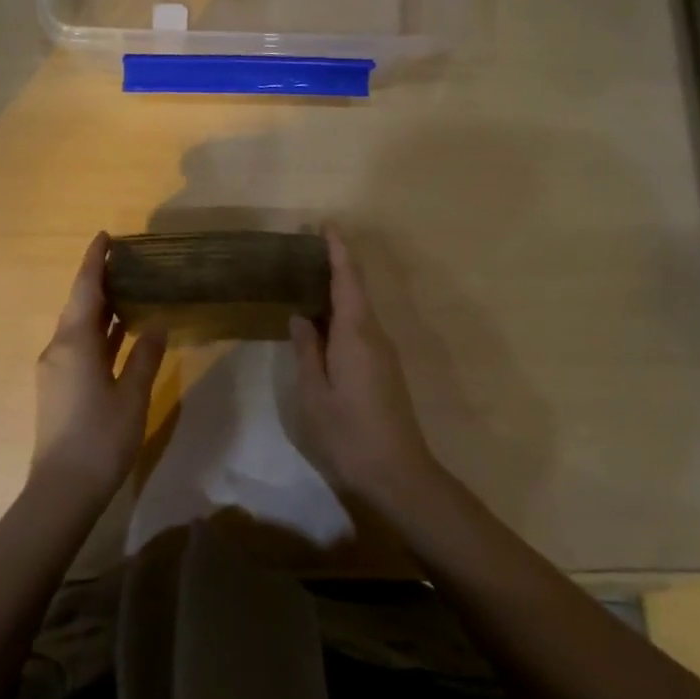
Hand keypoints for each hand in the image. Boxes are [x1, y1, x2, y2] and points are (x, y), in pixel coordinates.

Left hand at [31, 233, 166, 502]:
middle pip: (78, 305)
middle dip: (99, 281)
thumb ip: (145, 356)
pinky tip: (118, 335)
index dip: (94, 261)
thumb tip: (157, 325)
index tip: (105, 236)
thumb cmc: (101, 438)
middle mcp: (58, 348)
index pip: (85, 289)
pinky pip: (78, 346)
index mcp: (74, 342)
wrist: (62, 491)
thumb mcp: (132, 395)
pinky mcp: (58, 388)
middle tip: (127, 262)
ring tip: (128, 291)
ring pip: (78, 327)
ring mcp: (55, 369)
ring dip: (100, 308)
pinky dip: (98, 333)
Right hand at [290, 228, 439, 509]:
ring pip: (358, 308)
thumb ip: (307, 351)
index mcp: (356, 333)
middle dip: (335, 264)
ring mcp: (382, 350)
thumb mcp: (316, 393)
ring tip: (306, 279)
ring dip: (337, 289)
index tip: (325, 225)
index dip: (338, 250)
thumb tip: (300, 317)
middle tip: (304, 250)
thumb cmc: (350, 433)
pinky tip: (321, 321)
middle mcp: (374, 333)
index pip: (348, 279)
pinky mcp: (383, 366)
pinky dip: (341, 312)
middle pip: (355, 288)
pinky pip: (360, 325)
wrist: (398, 473)